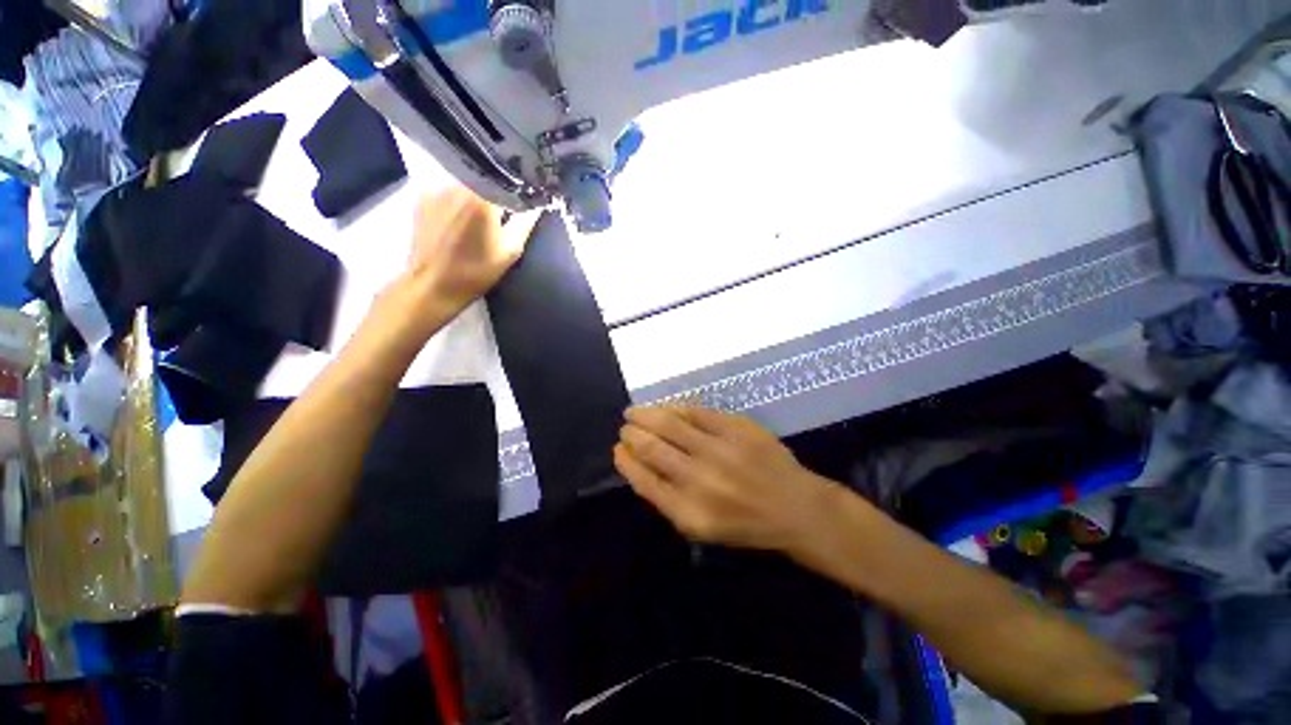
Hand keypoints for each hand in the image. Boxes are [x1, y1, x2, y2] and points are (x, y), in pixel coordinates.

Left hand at [402, 187, 537, 315]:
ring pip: (467, 185)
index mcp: (482, 198)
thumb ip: (525, 223)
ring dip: (477, 198)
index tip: (526, 204)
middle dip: (497, 194)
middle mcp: (457, 185)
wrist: (432, 286)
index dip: (520, 192)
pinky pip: (448, 193)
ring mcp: (436, 190)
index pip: (509, 183)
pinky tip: (458, 222)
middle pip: (486, 181)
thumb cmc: (476, 271)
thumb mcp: (510, 251)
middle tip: (503, 215)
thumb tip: (538, 204)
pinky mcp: (422, 198)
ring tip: (479, 220)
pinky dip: (458, 203)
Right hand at [614, 407, 842, 552]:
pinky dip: (676, 409)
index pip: (643, 480)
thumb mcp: (700, 527)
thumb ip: (667, 498)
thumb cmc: (745, 524)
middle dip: (632, 434)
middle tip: (626, 427)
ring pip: (670, 423)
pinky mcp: (736, 428)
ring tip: (635, 412)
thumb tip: (638, 464)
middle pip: (652, 447)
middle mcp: (700, 479)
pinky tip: (666, 408)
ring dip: (646, 415)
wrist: (794, 507)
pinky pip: (696, 412)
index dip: (626, 461)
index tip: (618, 449)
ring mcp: (720, 449)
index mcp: (689, 512)